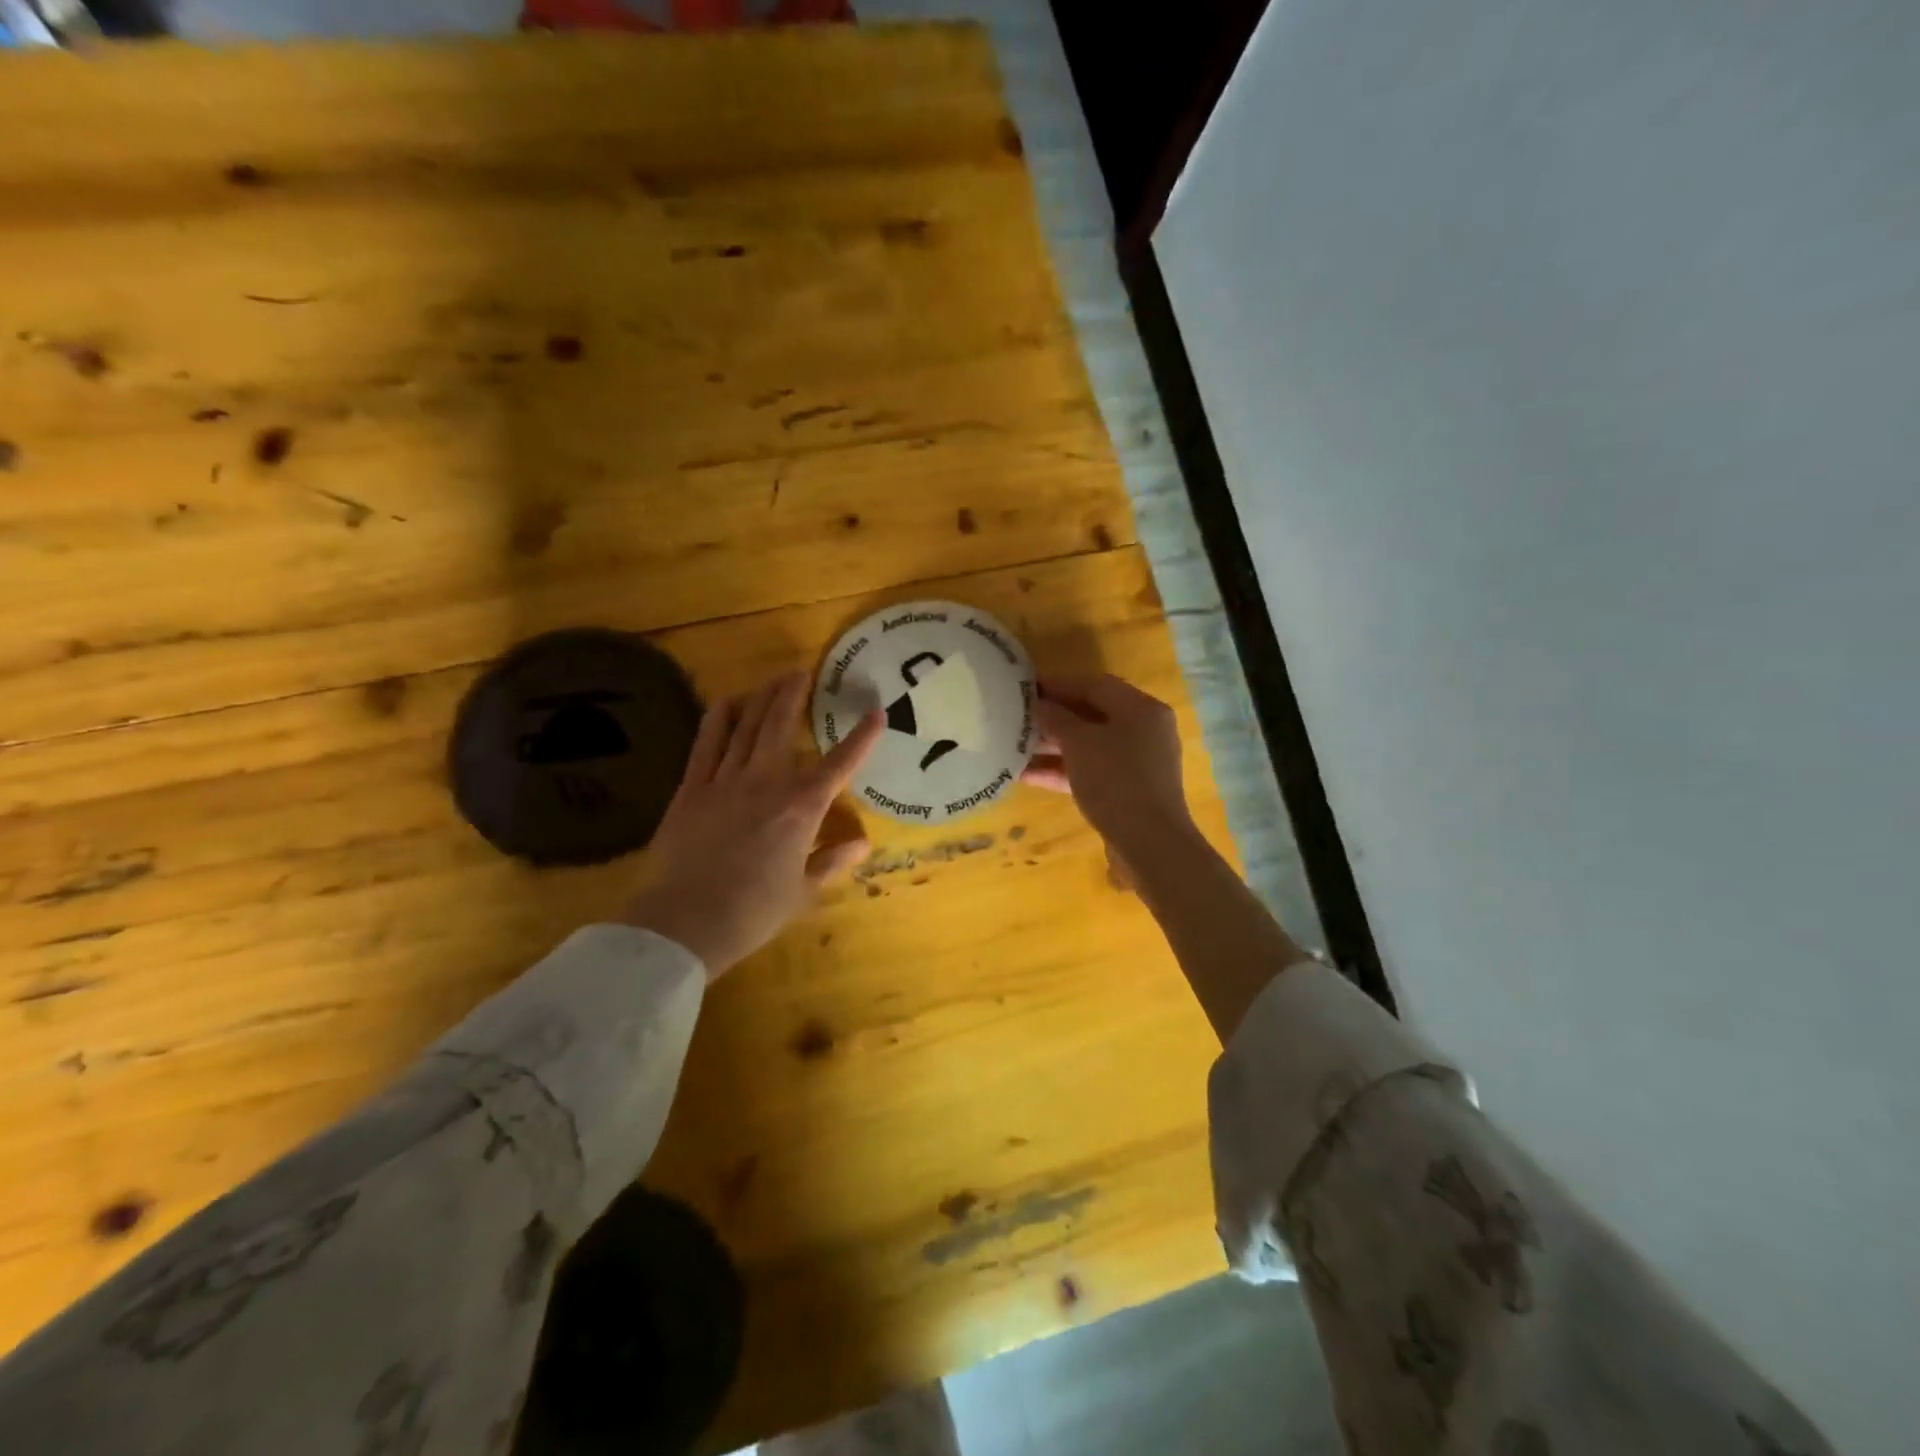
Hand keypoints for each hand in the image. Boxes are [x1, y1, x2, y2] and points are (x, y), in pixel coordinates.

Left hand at [621, 672, 881, 978]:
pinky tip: (728, 702)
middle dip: (795, 695)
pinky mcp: (692, 787)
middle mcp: (766, 783)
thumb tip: (863, 843)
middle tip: (804, 672)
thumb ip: (832, 861)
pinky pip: (707, 742)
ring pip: (747, 726)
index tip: (877, 713)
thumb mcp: (803, 892)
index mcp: (801, 809)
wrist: (688, 921)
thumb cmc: (754, 912)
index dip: (861, 737)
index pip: (839, 764)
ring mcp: (726, 780)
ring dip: (762, 698)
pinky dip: (720, 718)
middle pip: (782, 726)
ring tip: (773, 679)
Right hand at [1022, 674, 1196, 863]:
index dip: (1057, 683)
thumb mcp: (1080, 743)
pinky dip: (1062, 771)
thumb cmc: (1116, 781)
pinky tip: (1026, 775)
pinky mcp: (1128, 792)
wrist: (1149, 844)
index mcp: (1141, 709)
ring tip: (1013, 745)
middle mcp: (1144, 731)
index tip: (1023, 687)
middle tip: (1016, 716)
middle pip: (1092, 715)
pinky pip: (1090, 772)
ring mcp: (1138, 764)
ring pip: (1089, 746)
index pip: (1094, 684)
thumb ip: (1056, 718)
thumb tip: (1040, 704)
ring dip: (1052, 746)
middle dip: (1053, 716)